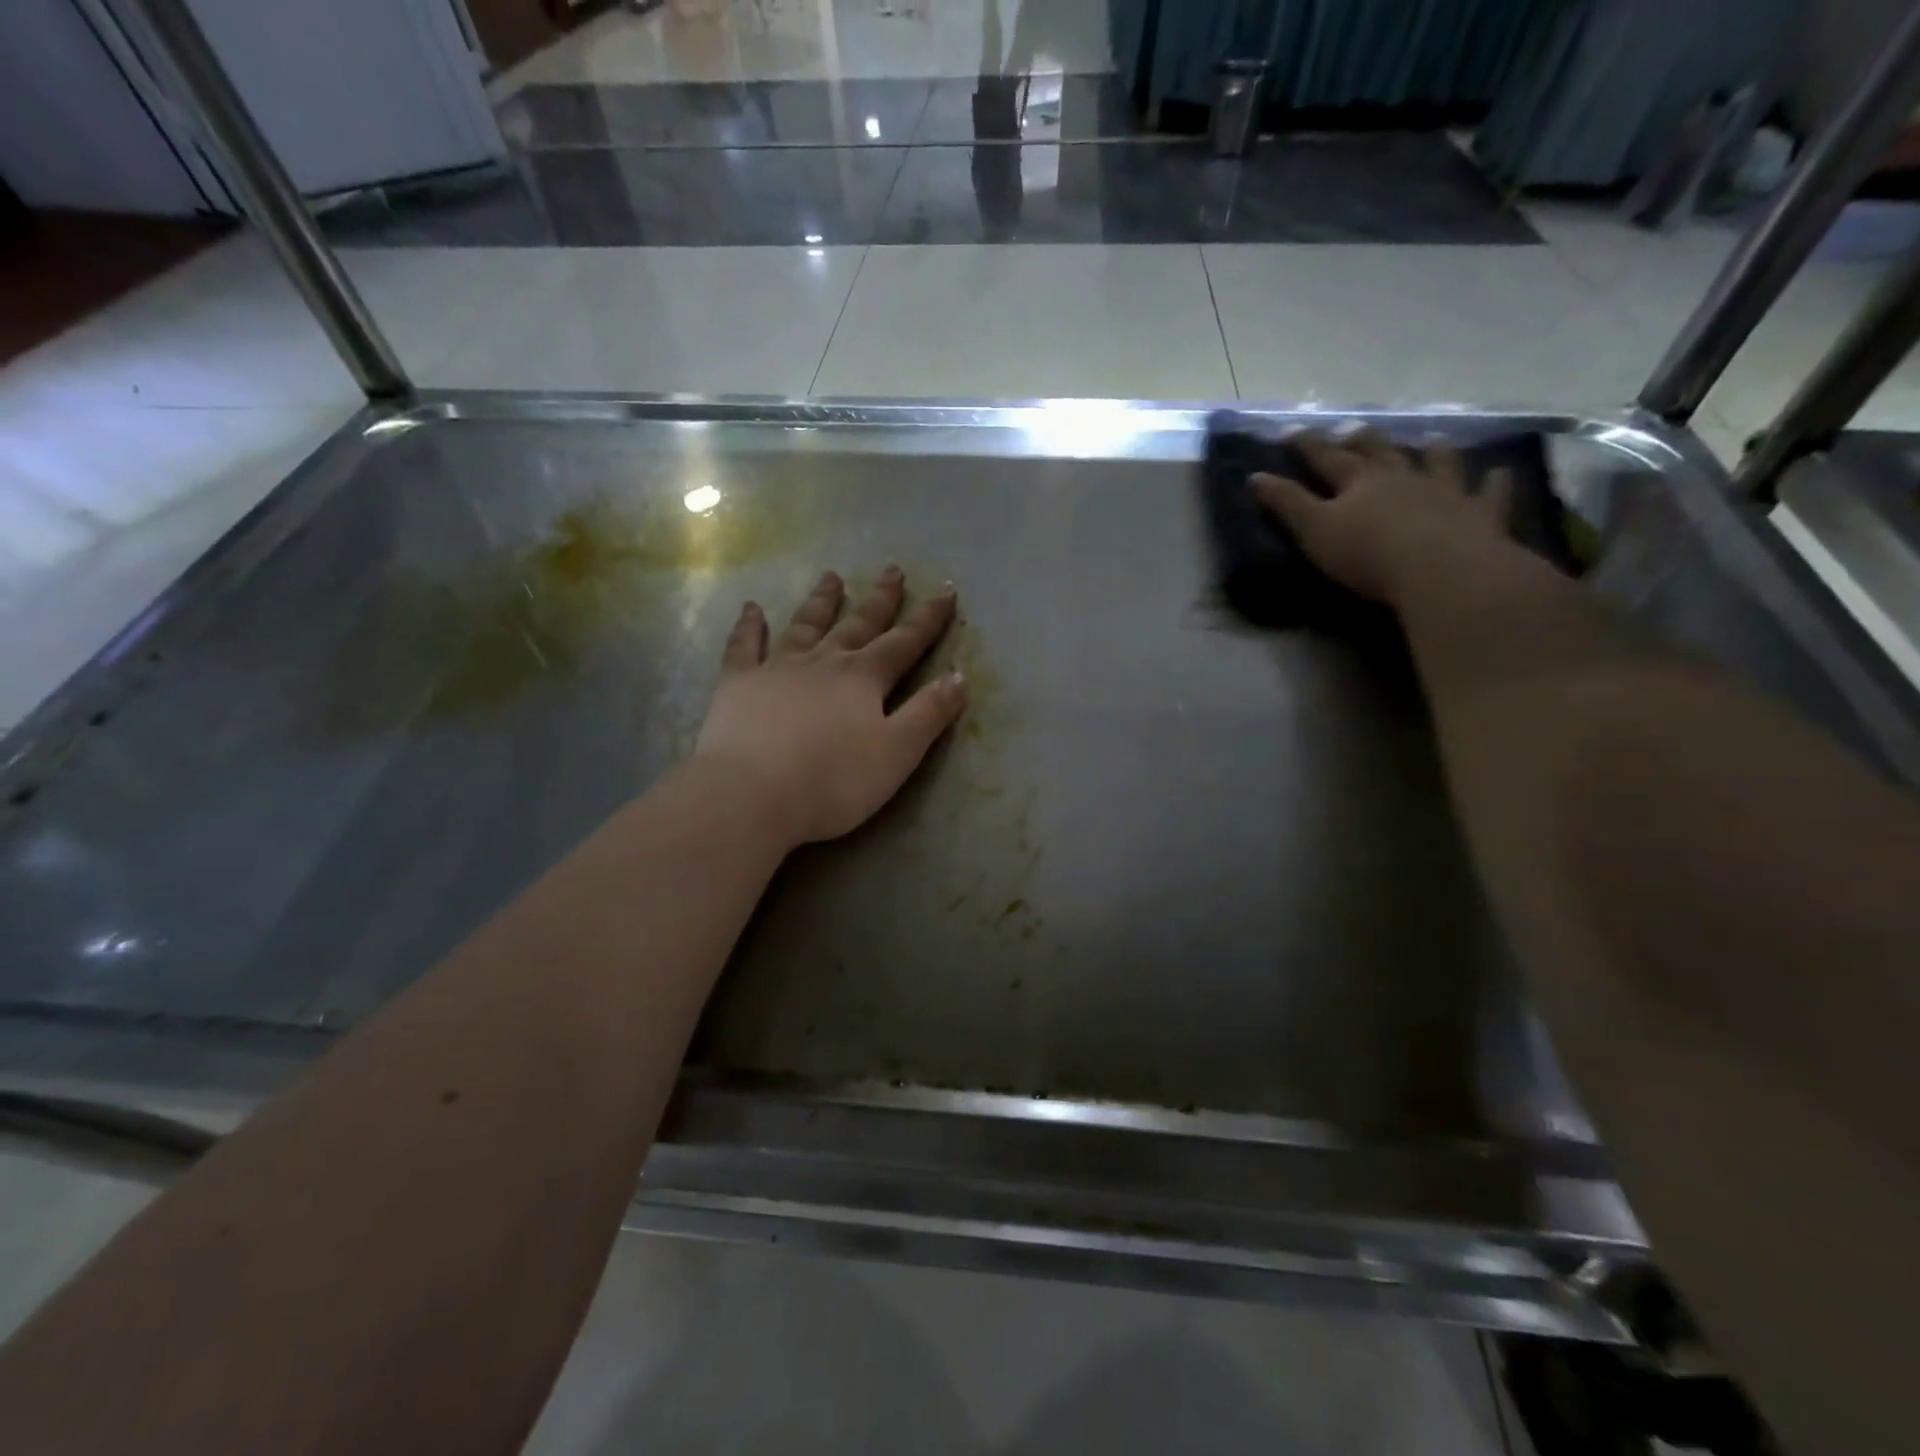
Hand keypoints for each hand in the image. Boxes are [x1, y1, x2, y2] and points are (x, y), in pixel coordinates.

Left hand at [695, 567, 965, 847]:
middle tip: (892, 569)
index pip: (905, 642)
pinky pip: (743, 647)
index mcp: (864, 678)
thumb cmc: (834, 781)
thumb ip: (929, 714)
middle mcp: (824, 662)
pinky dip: (748, 627)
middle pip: (857, 624)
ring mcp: (777, 669)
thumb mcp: (898, 753)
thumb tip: (958, 676)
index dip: (928, 618)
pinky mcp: (738, 685)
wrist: (752, 794)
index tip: (945, 590)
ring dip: (821, 601)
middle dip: (879, 598)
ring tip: (831, 576)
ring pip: (804, 625)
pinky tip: (751, 609)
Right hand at [1253, 430, 1511, 605]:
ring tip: (1430, 441)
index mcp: (1358, 482)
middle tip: (1352, 429)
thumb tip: (1255, 476)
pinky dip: (1493, 483)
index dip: (1305, 445)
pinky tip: (1498, 475)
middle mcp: (1402, 478)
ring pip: (1437, 463)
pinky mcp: (1481, 515)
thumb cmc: (1367, 554)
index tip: (1288, 432)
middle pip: (1380, 452)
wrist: (1441, 570)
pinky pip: (1490, 493)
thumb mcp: (1313, 530)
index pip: (1325, 457)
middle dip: (1362, 440)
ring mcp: (1446, 492)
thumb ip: (1286, 504)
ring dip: (1432, 451)